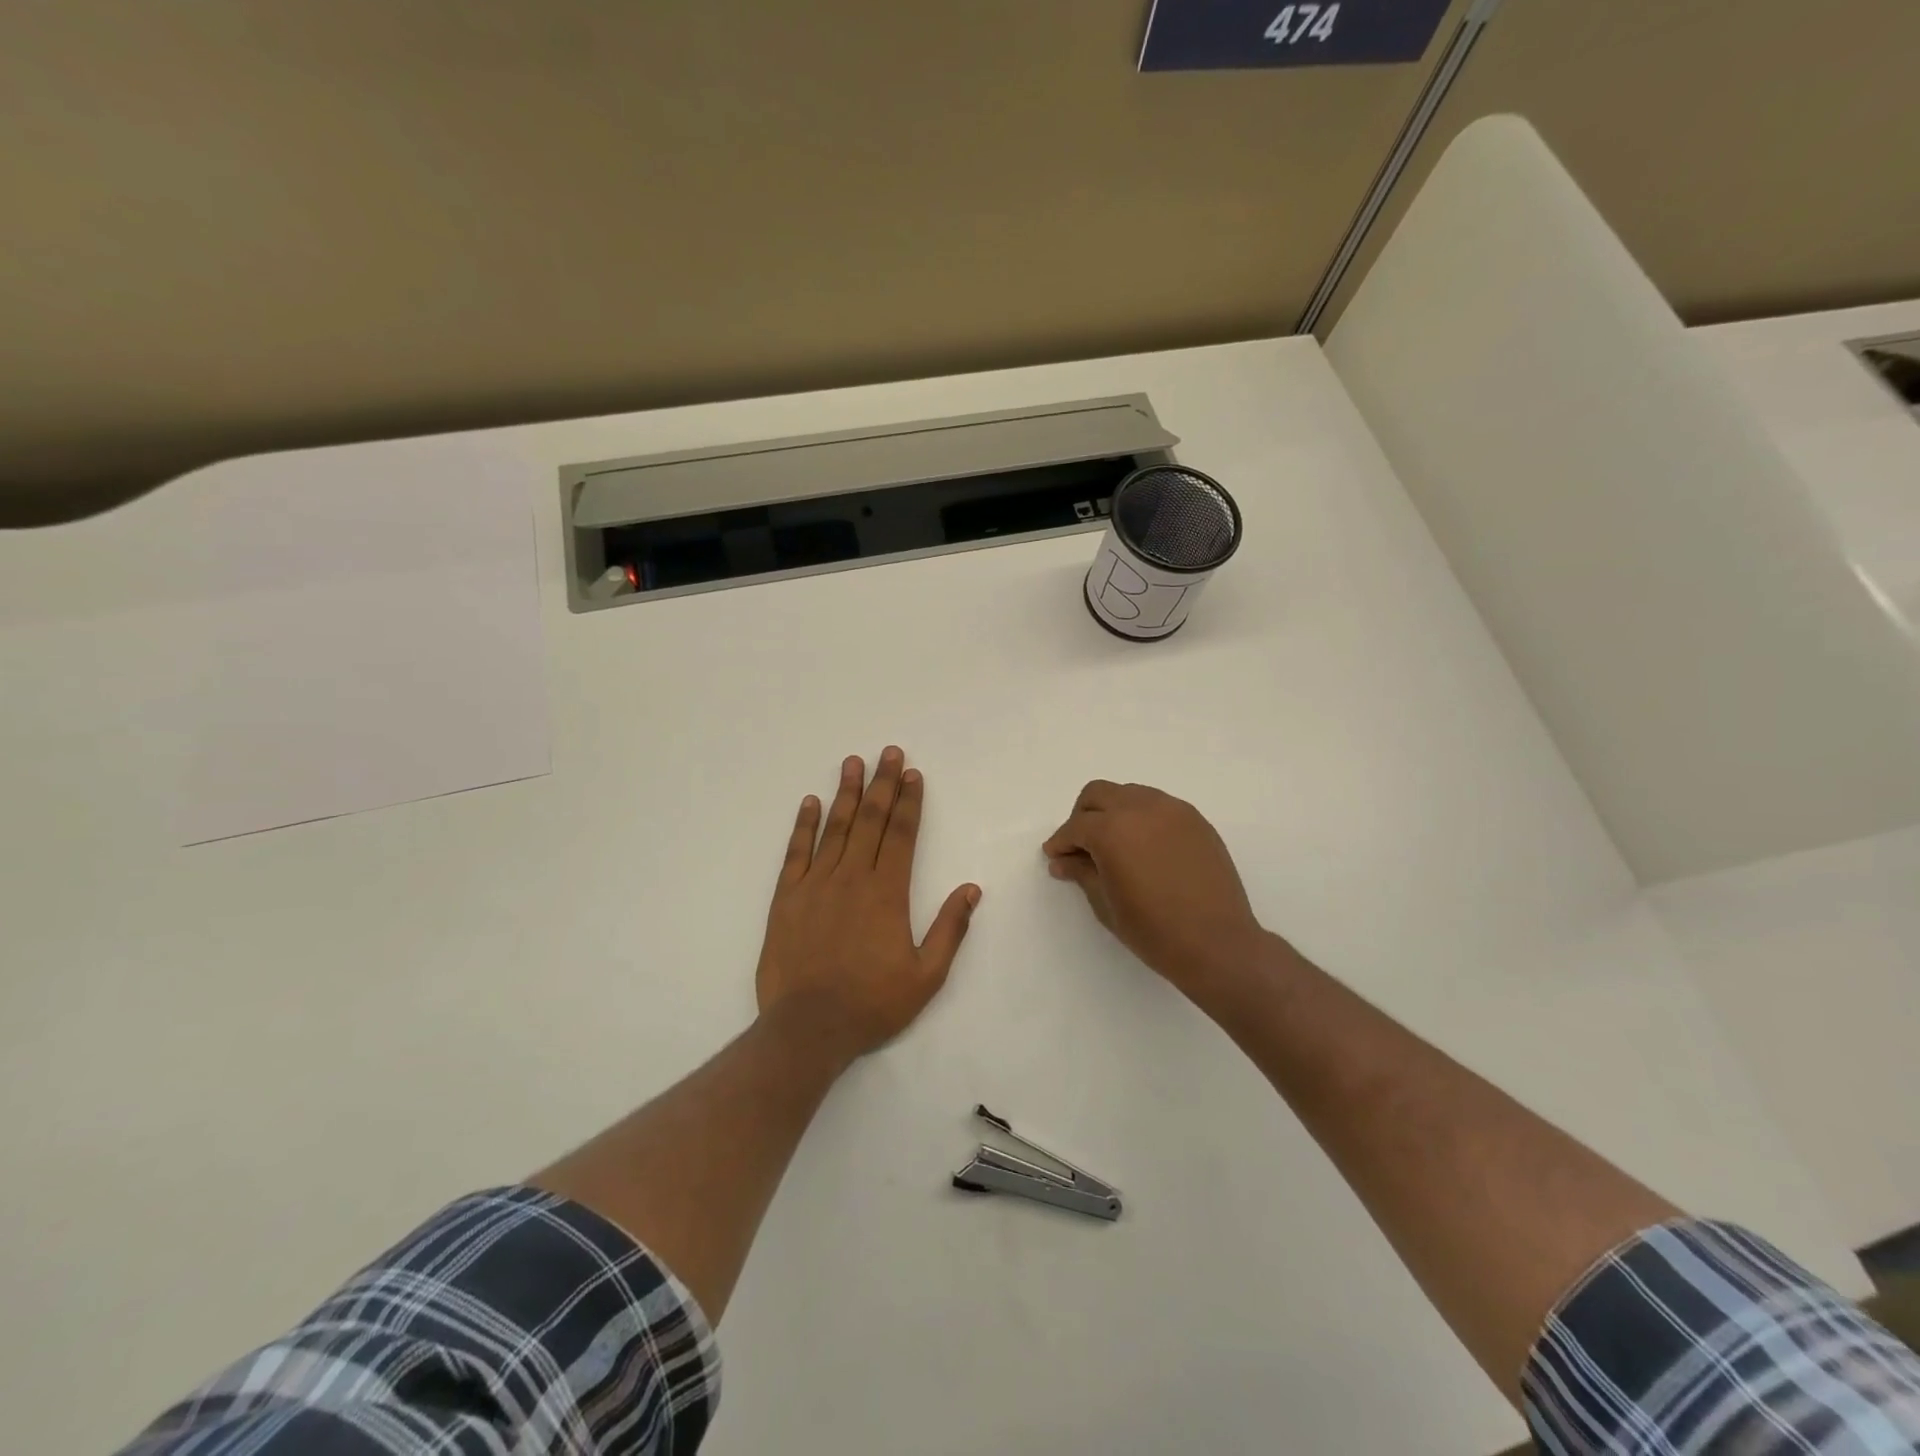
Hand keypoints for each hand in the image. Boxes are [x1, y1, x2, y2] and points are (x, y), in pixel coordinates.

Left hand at [756, 748, 980, 1059]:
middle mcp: (851, 878)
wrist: (808, 1028)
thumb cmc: (872, 1003)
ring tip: (852, 762)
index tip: (912, 774)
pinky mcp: (786, 898)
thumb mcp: (926, 976)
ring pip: (834, 828)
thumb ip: (949, 929)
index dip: (908, 802)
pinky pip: (795, 853)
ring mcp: (815, 884)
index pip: (900, 835)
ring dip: (845, 793)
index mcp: (887, 893)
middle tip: (888, 752)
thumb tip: (971, 889)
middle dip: (882, 784)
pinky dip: (804, 825)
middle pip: (869, 821)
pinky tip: (810, 802)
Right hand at [1042, 780, 1265, 997]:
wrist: (1217, 943)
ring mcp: (1172, 810)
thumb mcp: (1106, 904)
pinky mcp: (1195, 820)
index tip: (1056, 857)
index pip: (1076, 826)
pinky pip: (1158, 806)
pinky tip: (1145, 847)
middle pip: (1099, 794)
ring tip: (1115, 845)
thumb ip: (1082, 873)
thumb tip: (1062, 861)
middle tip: (1081, 846)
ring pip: (1129, 794)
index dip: (1061, 842)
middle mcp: (1141, 808)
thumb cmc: (1154, 930)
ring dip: (1113, 812)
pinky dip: (1142, 818)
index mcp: (1112, 829)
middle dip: (1083, 816)